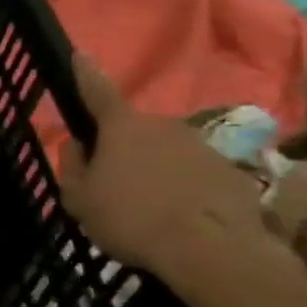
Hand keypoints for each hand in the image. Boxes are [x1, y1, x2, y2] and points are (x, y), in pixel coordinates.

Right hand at [57, 56, 267, 277]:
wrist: (214, 252)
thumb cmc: (131, 218)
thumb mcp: (79, 199)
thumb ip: (73, 167)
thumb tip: (78, 146)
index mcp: (121, 127)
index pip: (97, 91)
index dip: (85, 73)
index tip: (80, 54)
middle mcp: (164, 126)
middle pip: (134, 130)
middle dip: (123, 147)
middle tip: (112, 180)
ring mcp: (203, 148)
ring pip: (167, 153)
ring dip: (156, 170)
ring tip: (148, 207)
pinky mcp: (234, 174)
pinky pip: (196, 176)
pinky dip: (185, 190)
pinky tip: (179, 219)